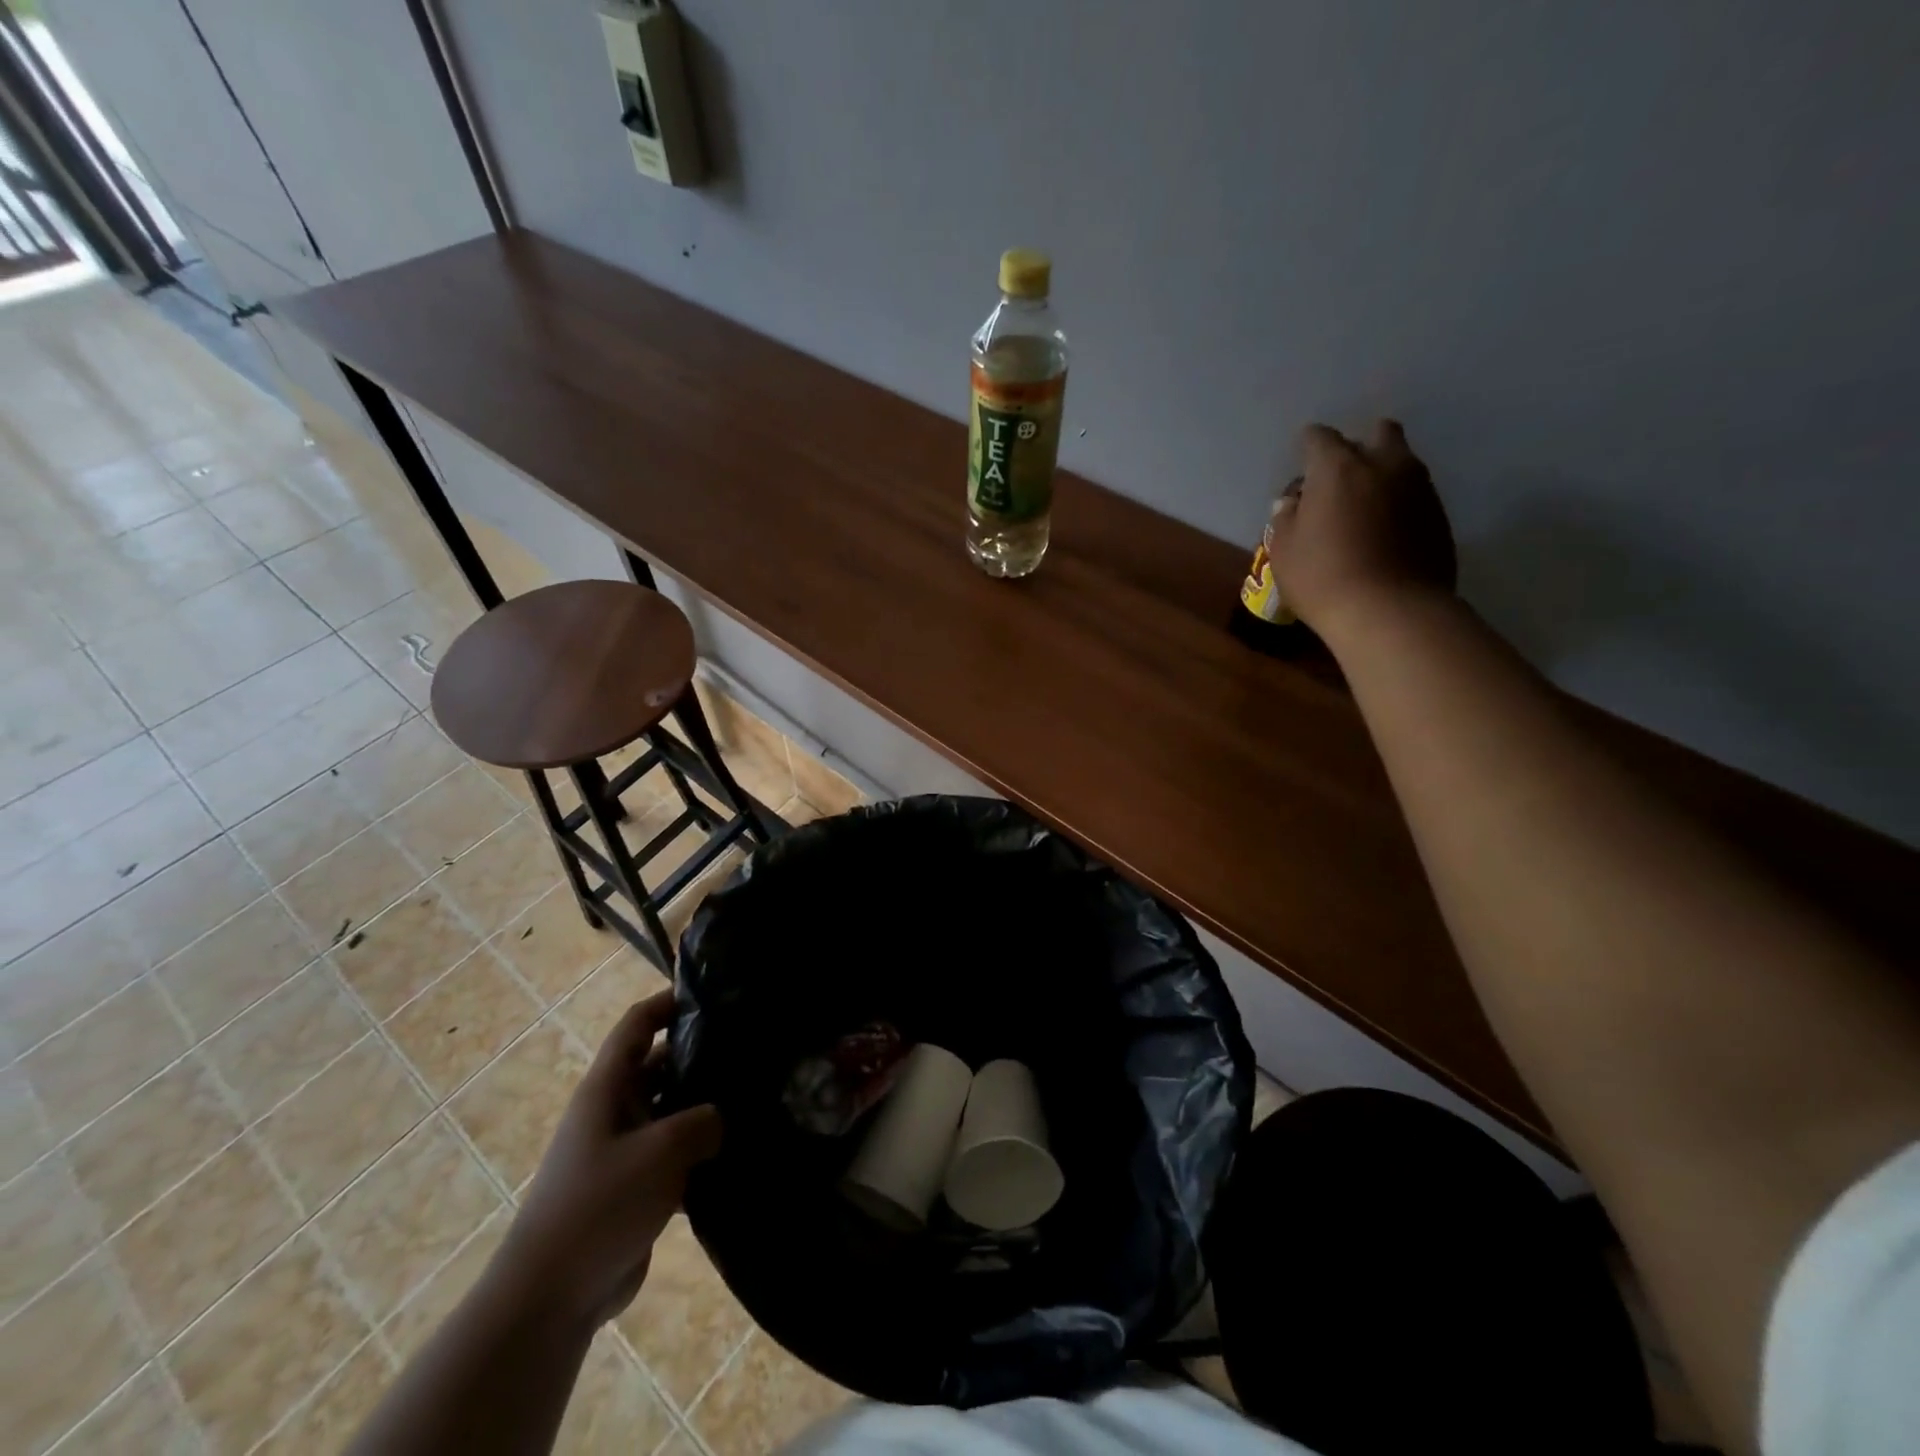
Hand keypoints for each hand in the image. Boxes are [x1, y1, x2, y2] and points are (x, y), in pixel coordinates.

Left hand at [499, 990, 722, 1326]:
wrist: (551, 1298)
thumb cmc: (599, 1205)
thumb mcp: (661, 1151)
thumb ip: (703, 1121)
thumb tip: (722, 1116)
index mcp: (606, 1088)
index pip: (637, 1025)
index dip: (668, 1001)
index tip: (713, 994)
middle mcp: (613, 1111)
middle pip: (658, 1065)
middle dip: (699, 1054)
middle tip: (750, 1048)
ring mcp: (623, 1151)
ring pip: (670, 1111)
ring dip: (704, 1106)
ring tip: (756, 1096)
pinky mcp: (635, 1188)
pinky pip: (674, 1154)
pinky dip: (701, 1150)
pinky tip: (740, 1151)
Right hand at [1265, 420, 1456, 639]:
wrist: (1391, 611)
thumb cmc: (1323, 578)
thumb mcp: (1284, 551)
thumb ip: (1286, 519)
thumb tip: (1292, 502)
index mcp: (1338, 467)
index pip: (1319, 437)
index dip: (1307, 447)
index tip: (1302, 465)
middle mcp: (1384, 464)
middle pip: (1378, 433)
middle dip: (1359, 447)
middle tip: (1341, 479)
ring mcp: (1419, 487)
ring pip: (1402, 462)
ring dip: (1383, 474)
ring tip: (1365, 507)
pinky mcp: (1441, 515)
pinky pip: (1416, 494)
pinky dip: (1400, 503)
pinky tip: (1386, 532)